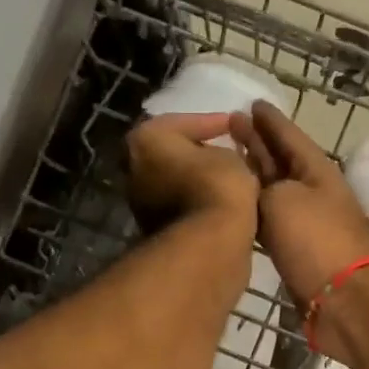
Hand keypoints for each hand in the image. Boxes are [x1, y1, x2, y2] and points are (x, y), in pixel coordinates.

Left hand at [125, 112, 259, 232]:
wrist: (207, 245)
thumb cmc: (217, 186)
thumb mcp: (231, 157)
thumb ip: (222, 150)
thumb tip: (220, 159)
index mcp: (146, 139)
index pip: (185, 122)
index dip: (214, 122)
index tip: (234, 124)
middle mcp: (134, 167)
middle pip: (173, 153)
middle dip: (199, 152)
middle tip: (227, 151)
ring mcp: (140, 202)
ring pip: (175, 182)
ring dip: (198, 180)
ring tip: (229, 179)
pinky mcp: (154, 229)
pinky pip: (180, 206)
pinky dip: (198, 202)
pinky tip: (221, 202)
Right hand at [231, 102, 368, 303]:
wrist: (344, 300)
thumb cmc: (316, 242)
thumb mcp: (282, 201)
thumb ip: (258, 186)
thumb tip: (245, 186)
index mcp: (316, 170)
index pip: (289, 135)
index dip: (269, 120)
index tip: (250, 103)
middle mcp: (311, 191)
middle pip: (280, 160)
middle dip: (258, 142)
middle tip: (231, 124)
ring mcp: (304, 222)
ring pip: (273, 190)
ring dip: (253, 174)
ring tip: (228, 159)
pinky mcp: (296, 251)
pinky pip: (270, 219)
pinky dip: (253, 207)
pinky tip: (236, 205)